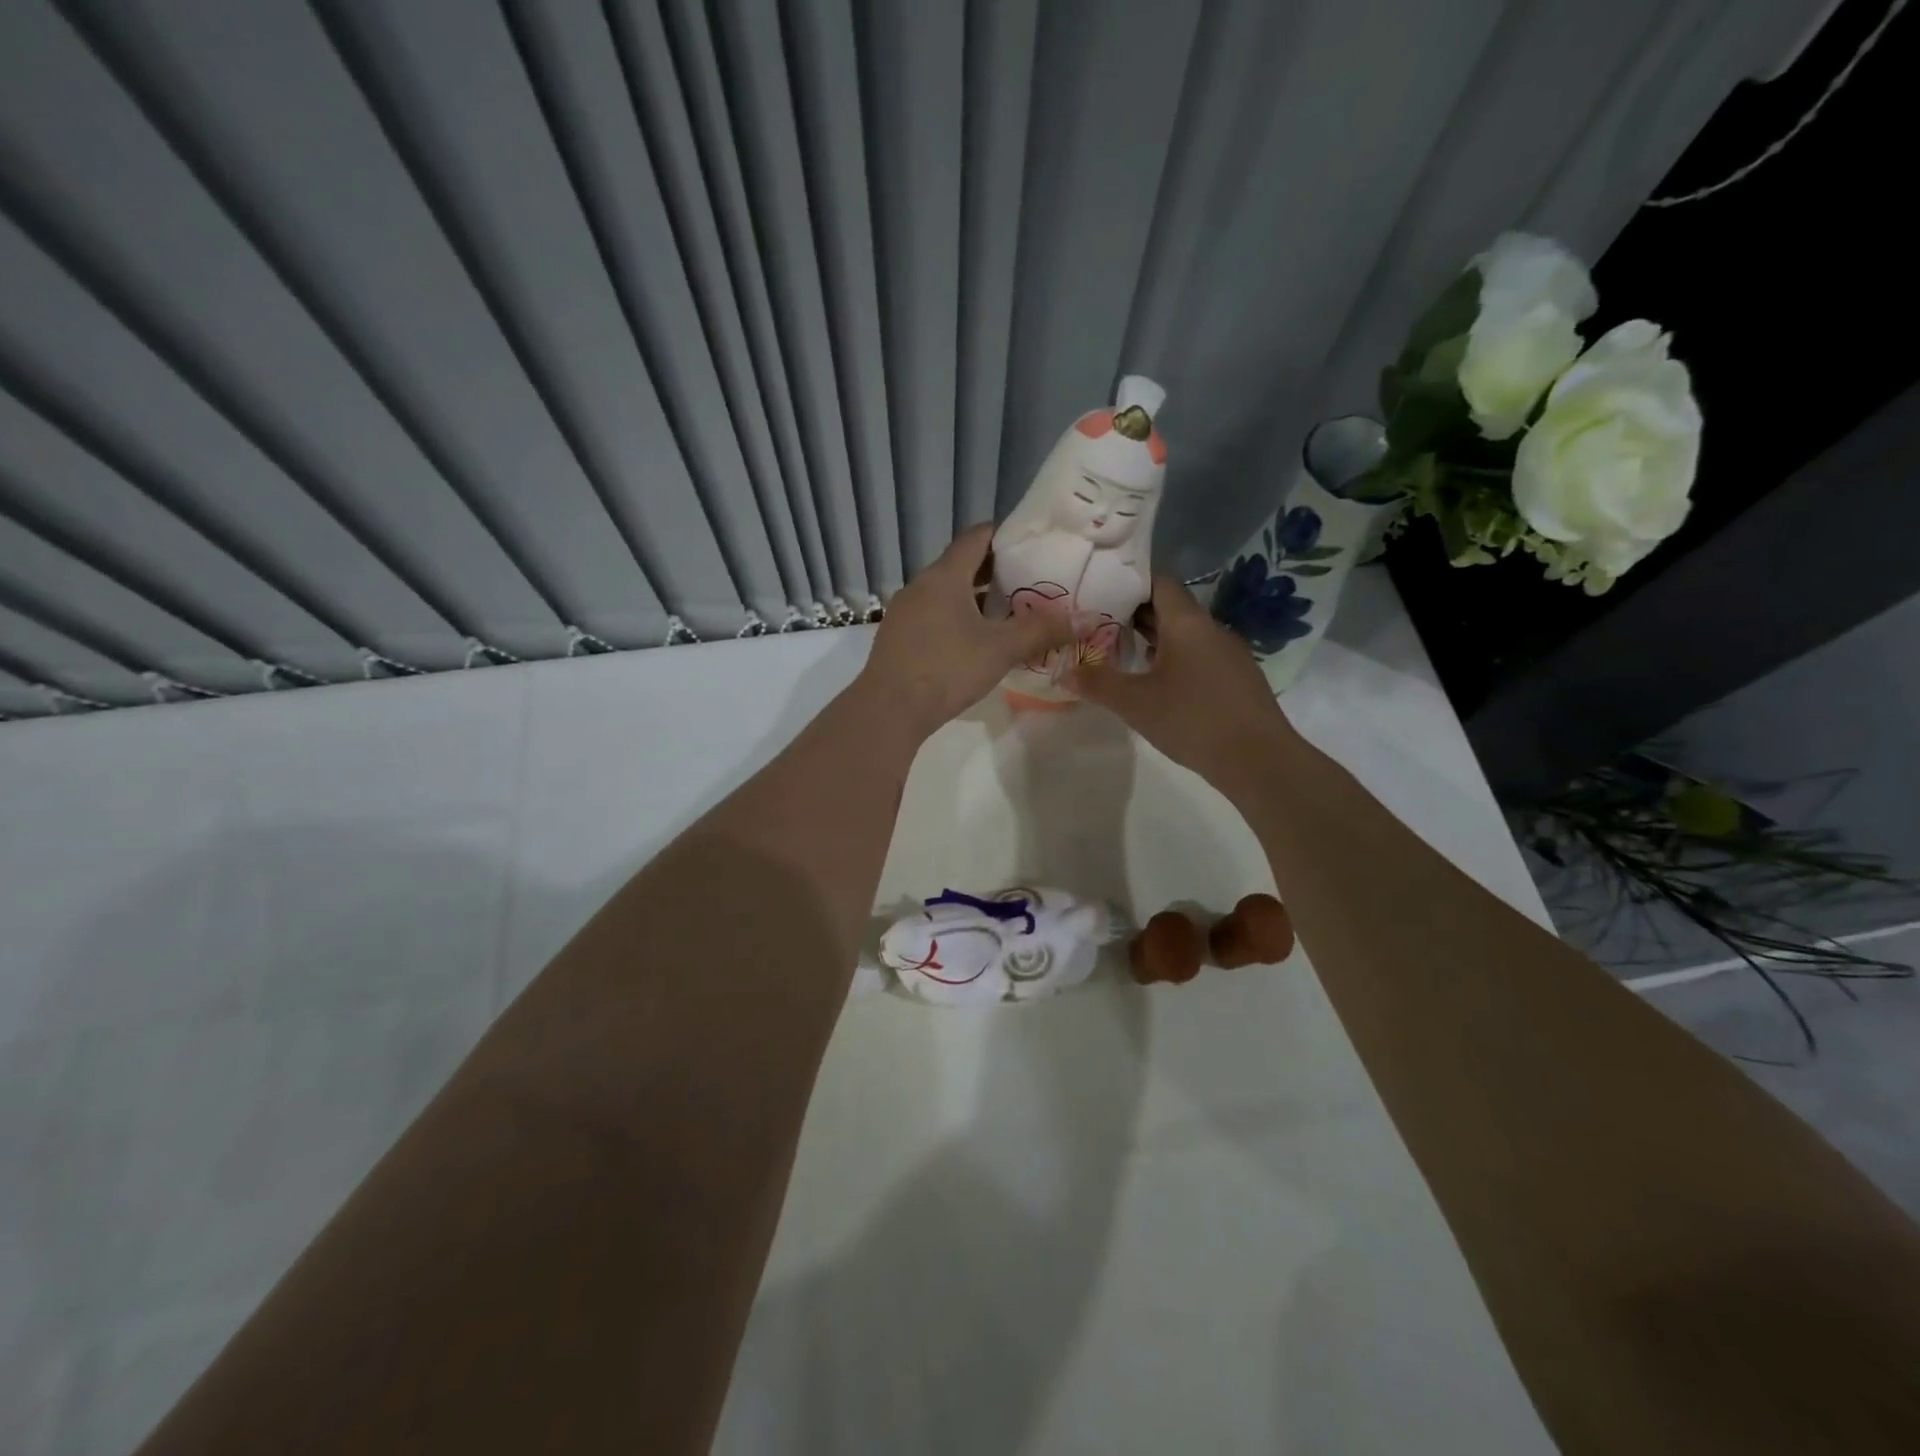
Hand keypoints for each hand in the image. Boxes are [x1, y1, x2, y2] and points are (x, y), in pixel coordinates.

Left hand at [857, 524, 1076, 737]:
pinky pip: (934, 615)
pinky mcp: (898, 637)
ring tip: (1010, 613)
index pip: (977, 537)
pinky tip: (976, 641)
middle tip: (1031, 582)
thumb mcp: (1001, 649)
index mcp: (945, 576)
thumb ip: (1043, 630)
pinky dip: (958, 618)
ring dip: (976, 598)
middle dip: (996, 571)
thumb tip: (1088, 618)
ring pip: (947, 593)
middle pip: (962, 565)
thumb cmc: (947, 668)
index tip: (1033, 544)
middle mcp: (921, 585)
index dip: (1006, 535)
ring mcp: (905, 612)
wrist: (889, 709)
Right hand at [1069, 575, 1295, 782]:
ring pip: (1186, 635)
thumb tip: (1062, 670)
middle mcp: (1211, 630)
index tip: (1099, 594)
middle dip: (1135, 615)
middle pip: (1171, 609)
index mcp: (1188, 623)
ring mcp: (1229, 654)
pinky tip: (1158, 685)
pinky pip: (1200, 657)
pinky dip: (1175, 661)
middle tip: (1099, 626)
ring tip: (1121, 655)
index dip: (1129, 584)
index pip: (1159, 583)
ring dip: (1155, 641)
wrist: (1259, 760)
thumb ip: (1097, 683)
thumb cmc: (1192, 720)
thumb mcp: (1135, 703)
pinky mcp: (1237, 679)